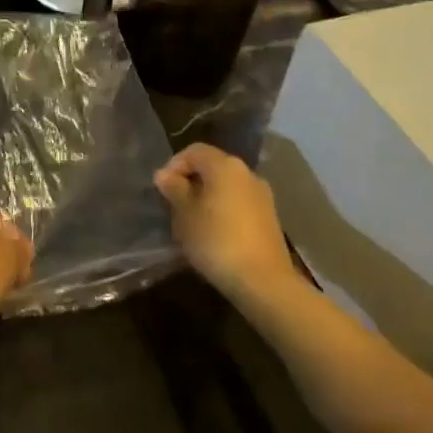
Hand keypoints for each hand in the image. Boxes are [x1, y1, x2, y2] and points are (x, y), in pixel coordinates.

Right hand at [154, 143, 297, 304]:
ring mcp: (262, 196)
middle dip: (190, 182)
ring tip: (192, 222)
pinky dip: (223, 211)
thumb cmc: (216, 241)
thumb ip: (174, 189)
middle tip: (174, 206)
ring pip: (226, 187)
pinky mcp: (269, 218)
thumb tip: (164, 174)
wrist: (263, 282)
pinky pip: (239, 204)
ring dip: (207, 198)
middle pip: (212, 167)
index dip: (174, 165)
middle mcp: (247, 173)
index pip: (194, 151)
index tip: (163, 189)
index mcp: (225, 165)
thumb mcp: (185, 214)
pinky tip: (214, 235)